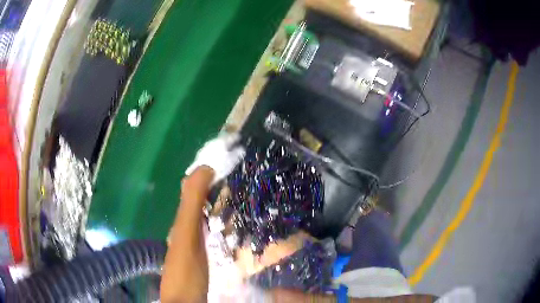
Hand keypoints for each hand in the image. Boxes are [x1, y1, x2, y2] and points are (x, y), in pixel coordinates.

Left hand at [186, 133, 245, 183]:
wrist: (203, 173)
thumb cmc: (220, 166)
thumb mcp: (233, 160)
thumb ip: (238, 153)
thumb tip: (242, 149)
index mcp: (223, 141)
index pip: (232, 136)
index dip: (237, 137)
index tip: (240, 138)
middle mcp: (214, 141)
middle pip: (222, 140)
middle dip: (227, 142)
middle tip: (231, 145)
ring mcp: (206, 147)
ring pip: (214, 145)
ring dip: (219, 148)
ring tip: (222, 153)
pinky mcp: (200, 154)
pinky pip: (209, 152)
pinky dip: (212, 154)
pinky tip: (213, 158)